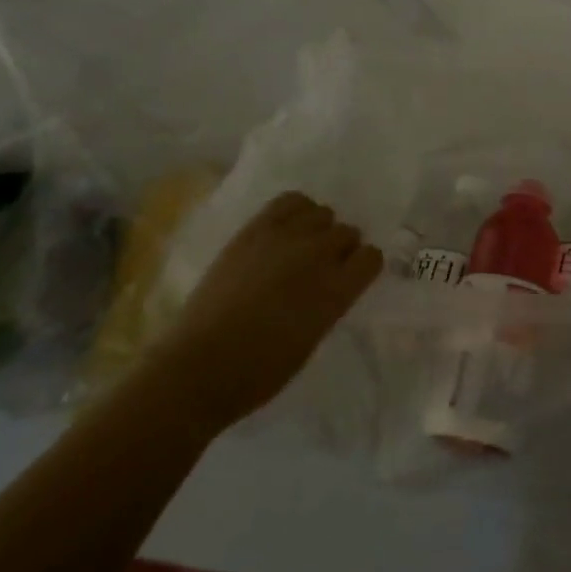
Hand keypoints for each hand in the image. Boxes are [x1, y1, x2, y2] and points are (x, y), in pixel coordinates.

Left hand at [153, 192, 380, 432]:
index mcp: (336, 291)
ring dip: (319, 229)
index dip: (362, 267)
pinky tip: (287, 230)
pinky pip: (291, 201)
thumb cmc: (260, 370)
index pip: (372, 257)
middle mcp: (317, 256)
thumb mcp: (312, 339)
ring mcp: (285, 238)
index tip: (350, 279)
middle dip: (341, 249)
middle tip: (321, 269)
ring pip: (323, 213)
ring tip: (301, 248)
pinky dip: (297, 211)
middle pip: (348, 232)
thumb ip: (330, 302)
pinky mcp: (255, 230)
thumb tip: (334, 283)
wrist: (198, 367)